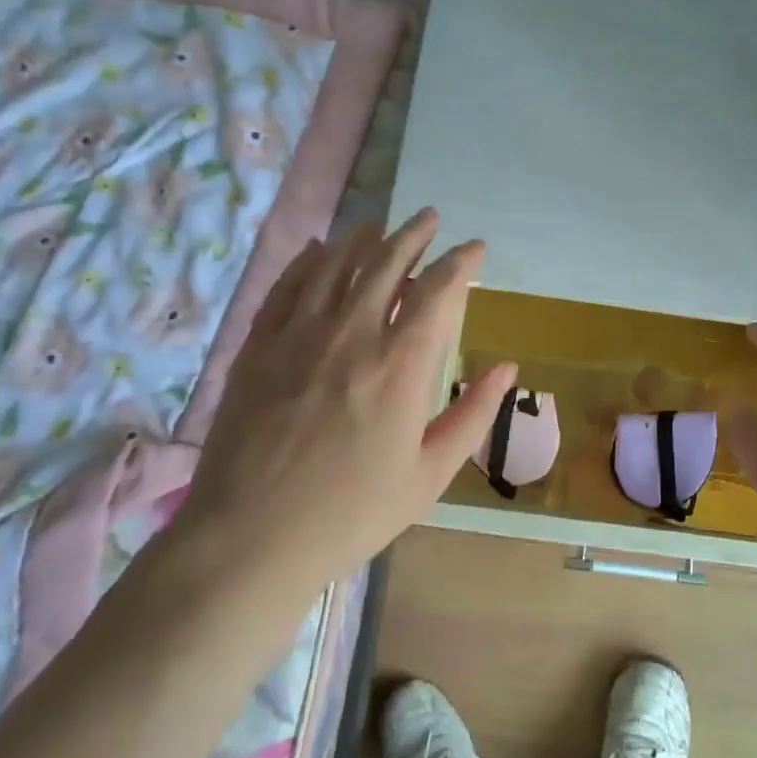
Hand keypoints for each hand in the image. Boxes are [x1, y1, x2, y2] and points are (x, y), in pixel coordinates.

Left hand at [171, 208, 516, 596]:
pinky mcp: (259, 346)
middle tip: (429, 218)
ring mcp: (299, 335)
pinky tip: (317, 250)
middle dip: (413, 234)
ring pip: (335, 265)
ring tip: (379, 227)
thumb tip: (506, 367)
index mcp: (401, 365)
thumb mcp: (429, 475)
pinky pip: (287, 286)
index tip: (474, 249)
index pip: (438, 291)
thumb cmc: (351, 513)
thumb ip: (473, 414)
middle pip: (386, 262)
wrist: (250, 539)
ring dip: (362, 239)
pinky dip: (307, 261)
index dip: (460, 262)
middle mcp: (352, 334)